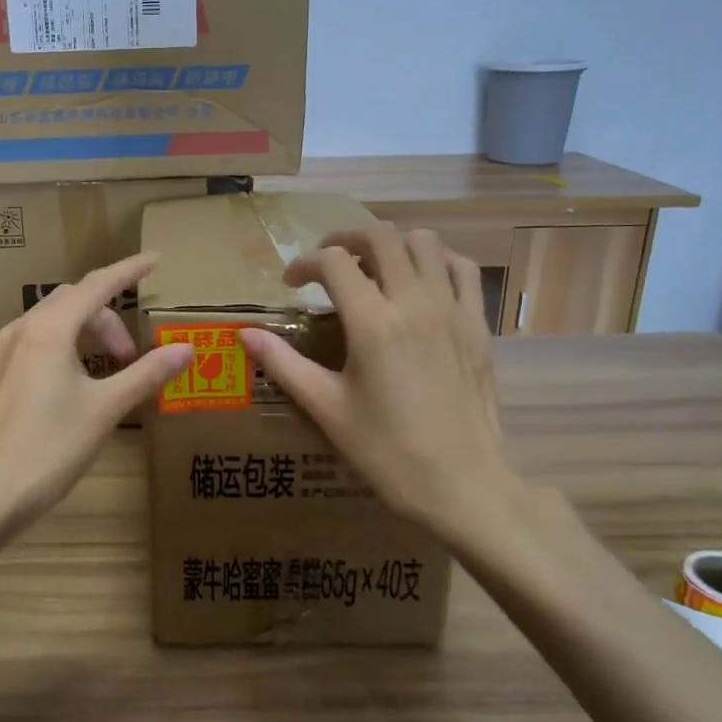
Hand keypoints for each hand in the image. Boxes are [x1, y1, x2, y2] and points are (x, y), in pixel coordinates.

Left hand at [0, 253, 193, 539]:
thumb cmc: (48, 450)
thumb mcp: (105, 410)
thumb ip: (146, 374)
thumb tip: (187, 349)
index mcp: (48, 330)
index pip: (98, 285)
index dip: (129, 271)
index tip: (155, 260)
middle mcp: (19, 331)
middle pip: (72, 303)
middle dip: (107, 319)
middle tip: (131, 356)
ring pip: (48, 324)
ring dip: (82, 335)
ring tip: (103, 374)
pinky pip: (29, 346)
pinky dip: (58, 351)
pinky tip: (66, 389)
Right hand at [238, 227, 527, 555]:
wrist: (462, 485)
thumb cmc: (387, 452)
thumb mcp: (327, 408)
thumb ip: (284, 364)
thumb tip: (244, 335)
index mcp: (373, 323)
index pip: (334, 263)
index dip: (304, 264)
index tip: (291, 284)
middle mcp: (415, 303)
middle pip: (381, 237)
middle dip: (346, 239)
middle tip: (327, 263)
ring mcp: (453, 310)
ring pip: (425, 242)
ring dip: (392, 244)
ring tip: (372, 268)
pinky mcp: (477, 325)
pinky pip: (462, 269)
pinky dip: (436, 260)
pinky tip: (420, 282)